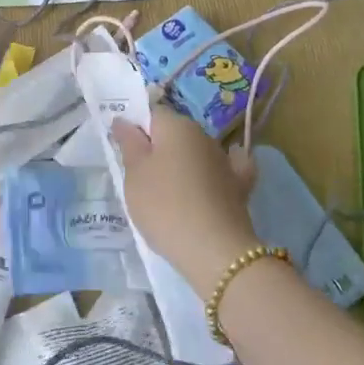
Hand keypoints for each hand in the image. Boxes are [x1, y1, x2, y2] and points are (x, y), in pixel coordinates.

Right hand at [111, 109, 257, 292]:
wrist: (215, 251)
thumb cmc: (164, 206)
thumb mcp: (134, 174)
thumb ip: (128, 143)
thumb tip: (123, 120)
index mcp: (176, 125)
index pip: (152, 113)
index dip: (136, 128)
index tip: (125, 152)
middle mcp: (203, 134)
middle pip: (174, 132)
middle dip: (158, 147)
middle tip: (140, 176)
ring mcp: (224, 160)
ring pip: (196, 152)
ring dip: (183, 163)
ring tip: (168, 191)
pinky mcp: (240, 186)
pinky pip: (223, 170)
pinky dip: (215, 173)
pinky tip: (212, 180)